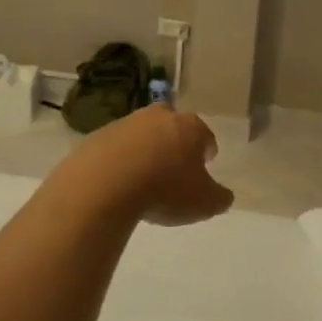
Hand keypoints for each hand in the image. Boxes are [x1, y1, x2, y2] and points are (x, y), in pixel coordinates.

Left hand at [58, 106, 234, 226]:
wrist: (104, 185)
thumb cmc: (165, 190)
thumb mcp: (204, 203)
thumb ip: (219, 198)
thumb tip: (224, 196)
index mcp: (189, 127)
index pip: (204, 135)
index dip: (206, 150)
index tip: (206, 162)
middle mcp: (158, 117)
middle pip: (172, 125)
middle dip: (175, 141)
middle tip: (175, 164)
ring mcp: (125, 124)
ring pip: (142, 134)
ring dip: (146, 150)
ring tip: (145, 177)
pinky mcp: (98, 136)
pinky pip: (116, 148)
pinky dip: (120, 160)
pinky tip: (119, 181)